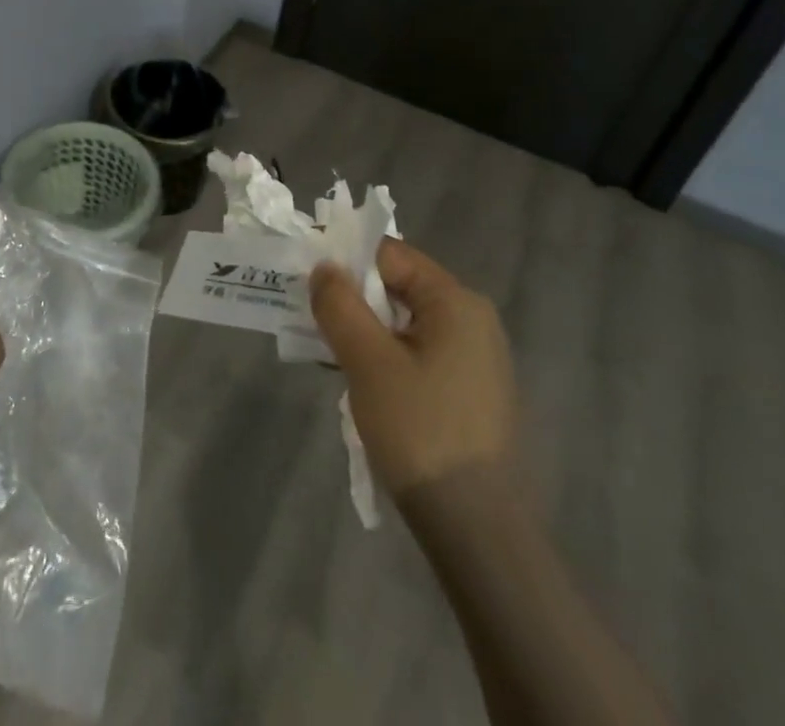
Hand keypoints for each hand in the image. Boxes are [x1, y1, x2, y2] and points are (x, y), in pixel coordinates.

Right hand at [310, 238, 517, 499]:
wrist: (477, 529)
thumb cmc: (420, 430)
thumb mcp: (367, 361)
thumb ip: (339, 305)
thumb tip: (324, 268)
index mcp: (456, 301)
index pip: (390, 255)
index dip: (346, 261)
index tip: (308, 281)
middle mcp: (473, 319)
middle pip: (399, 287)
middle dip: (353, 300)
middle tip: (313, 321)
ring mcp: (476, 358)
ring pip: (405, 323)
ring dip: (366, 332)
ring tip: (331, 355)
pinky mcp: (471, 391)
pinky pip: (419, 353)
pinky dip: (386, 357)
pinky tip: (363, 385)